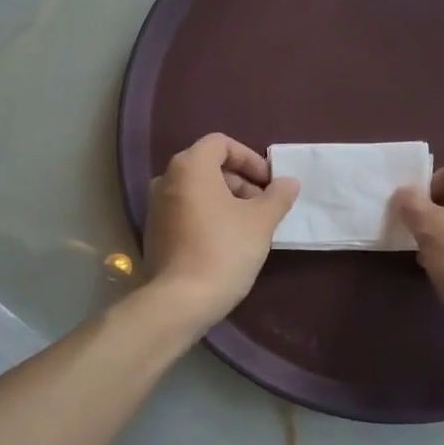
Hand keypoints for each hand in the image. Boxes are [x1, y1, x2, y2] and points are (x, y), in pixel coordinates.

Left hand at [143, 133, 299, 327]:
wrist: (181, 300)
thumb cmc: (224, 250)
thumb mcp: (261, 221)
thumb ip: (277, 196)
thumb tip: (289, 182)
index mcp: (190, 167)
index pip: (221, 143)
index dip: (249, 158)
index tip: (268, 182)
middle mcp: (166, 179)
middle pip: (208, 166)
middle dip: (240, 181)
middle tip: (263, 205)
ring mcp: (155, 207)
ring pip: (197, 190)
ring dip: (225, 199)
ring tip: (249, 225)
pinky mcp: (154, 232)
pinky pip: (185, 210)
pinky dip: (207, 215)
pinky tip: (226, 241)